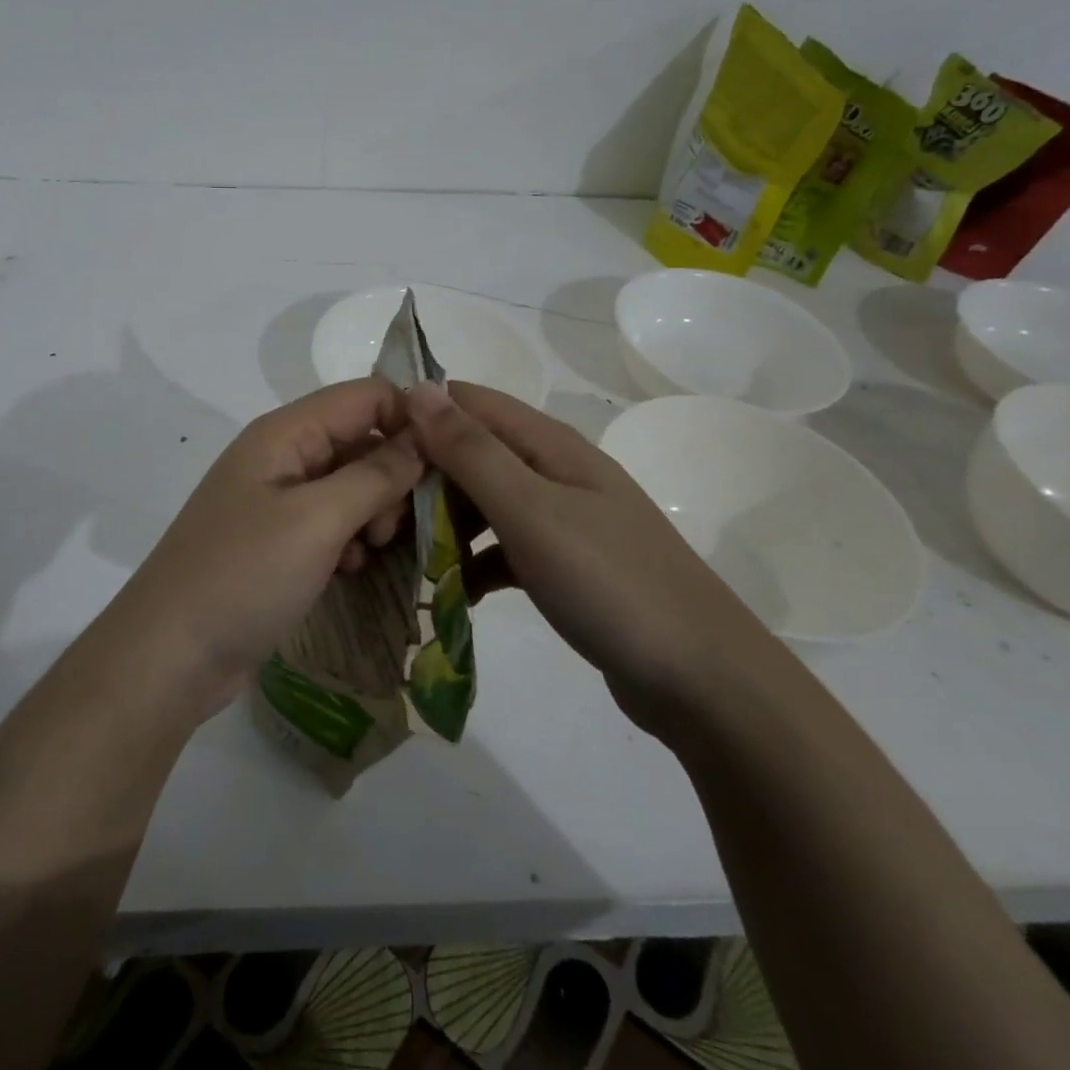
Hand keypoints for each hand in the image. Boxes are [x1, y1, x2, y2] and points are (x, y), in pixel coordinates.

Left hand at [107, 378, 423, 721]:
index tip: (445, 464)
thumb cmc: (244, 575)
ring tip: (372, 551)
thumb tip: (422, 436)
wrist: (171, 654)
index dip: (408, 419)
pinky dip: (350, 539)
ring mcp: (276, 500)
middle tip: (394, 525)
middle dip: (391, 475)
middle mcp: (280, 456)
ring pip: (349, 484)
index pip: (364, 396)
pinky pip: (331, 522)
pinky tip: (349, 570)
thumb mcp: (317, 521)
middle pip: (359, 439)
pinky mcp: (277, 540)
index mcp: (284, 433)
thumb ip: (374, 474)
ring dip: (373, 512)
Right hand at [406, 381, 773, 731]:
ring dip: (442, 522)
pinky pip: (502, 549)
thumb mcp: (530, 511)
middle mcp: (553, 471)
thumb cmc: (611, 583)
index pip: (466, 402)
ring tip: (400, 555)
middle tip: (377, 519)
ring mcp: (561, 519)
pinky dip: (473, 563)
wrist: (703, 681)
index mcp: (548, 444)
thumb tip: (419, 388)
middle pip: (470, 453)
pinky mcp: (563, 564)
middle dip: (422, 477)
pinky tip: (451, 592)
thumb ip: (471, 450)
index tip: (366, 451)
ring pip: (482, 503)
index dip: (416, 415)